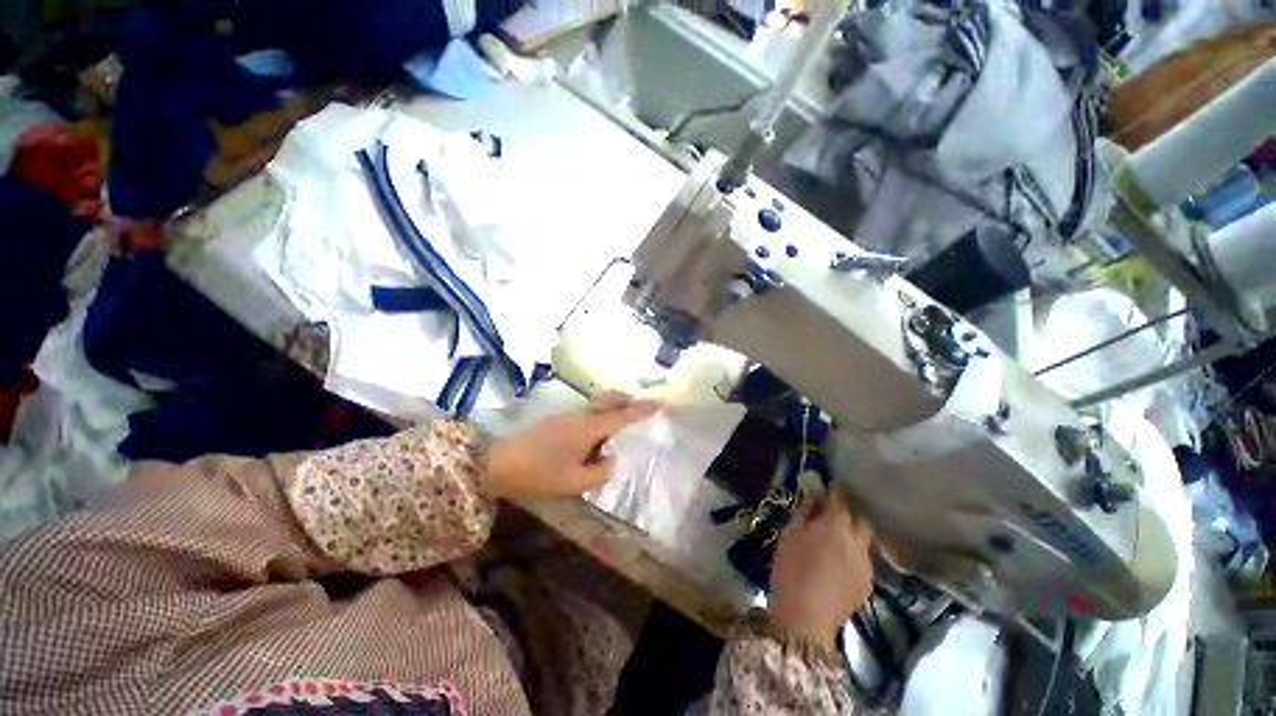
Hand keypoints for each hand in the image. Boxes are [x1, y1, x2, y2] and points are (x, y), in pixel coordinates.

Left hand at [486, 391, 658, 498]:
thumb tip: (612, 460)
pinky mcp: (559, 420)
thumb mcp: (575, 481)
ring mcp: (568, 415)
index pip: (622, 415)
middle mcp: (581, 415)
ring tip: (620, 428)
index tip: (660, 403)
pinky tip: (597, 437)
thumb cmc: (540, 473)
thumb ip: (601, 472)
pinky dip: (599, 417)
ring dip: (612, 409)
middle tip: (640, 409)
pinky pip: (587, 412)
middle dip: (627, 400)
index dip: (642, 409)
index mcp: (589, 427)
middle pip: (609, 399)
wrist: (500, 463)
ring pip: (597, 404)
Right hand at [767, 493, 873, 648]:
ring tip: (834, 545)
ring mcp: (866, 566)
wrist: (805, 619)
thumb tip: (814, 499)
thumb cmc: (791, 569)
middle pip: (859, 520)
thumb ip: (804, 513)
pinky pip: (863, 562)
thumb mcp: (790, 535)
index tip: (824, 491)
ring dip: (852, 538)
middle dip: (846, 516)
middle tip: (829, 519)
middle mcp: (857, 542)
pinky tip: (838, 567)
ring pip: (864, 543)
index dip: (832, 493)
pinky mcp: (867, 586)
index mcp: (836, 526)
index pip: (840, 500)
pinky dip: (853, 557)